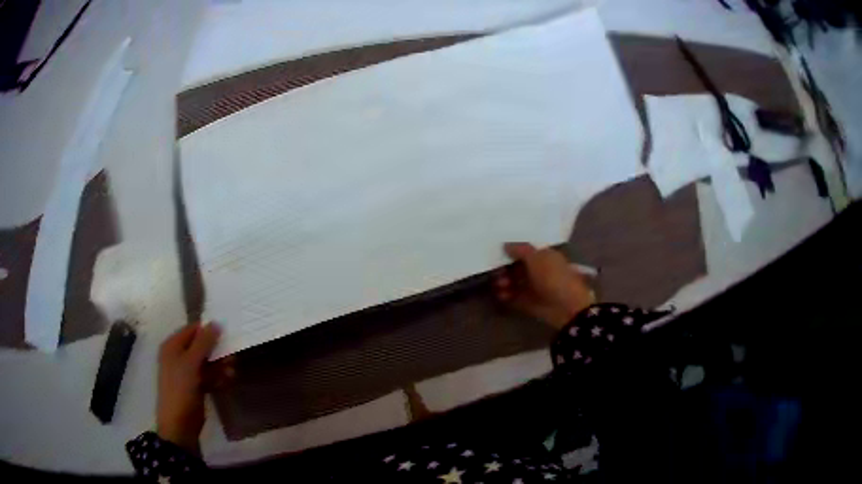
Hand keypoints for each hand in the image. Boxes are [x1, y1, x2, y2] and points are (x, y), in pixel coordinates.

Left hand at [156, 322, 231, 453]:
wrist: (179, 423)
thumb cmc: (181, 389)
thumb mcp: (191, 363)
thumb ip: (203, 343)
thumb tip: (215, 323)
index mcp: (173, 346)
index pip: (192, 330)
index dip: (208, 330)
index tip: (227, 332)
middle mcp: (179, 356)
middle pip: (201, 346)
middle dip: (217, 350)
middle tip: (232, 354)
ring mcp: (187, 373)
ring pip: (207, 362)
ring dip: (220, 365)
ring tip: (232, 371)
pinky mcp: (196, 387)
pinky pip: (209, 376)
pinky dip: (218, 377)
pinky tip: (228, 380)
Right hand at [495, 242, 593, 328]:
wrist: (566, 306)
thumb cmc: (553, 276)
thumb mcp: (537, 257)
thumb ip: (520, 250)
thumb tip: (505, 245)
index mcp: (545, 256)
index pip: (525, 252)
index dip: (511, 252)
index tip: (497, 253)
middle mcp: (539, 270)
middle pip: (517, 267)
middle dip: (505, 268)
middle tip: (496, 272)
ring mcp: (534, 287)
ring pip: (514, 282)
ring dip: (504, 282)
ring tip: (499, 285)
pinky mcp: (529, 303)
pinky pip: (514, 297)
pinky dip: (506, 296)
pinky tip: (500, 295)